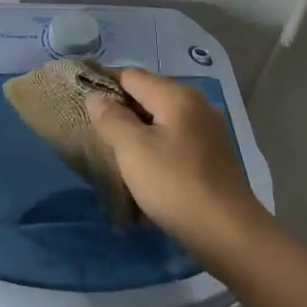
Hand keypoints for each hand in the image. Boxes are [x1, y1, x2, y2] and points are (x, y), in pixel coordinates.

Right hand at [88, 69, 268, 254]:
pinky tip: (143, 166)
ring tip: (113, 149)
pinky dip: (155, 145)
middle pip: (148, 94)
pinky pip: (175, 139)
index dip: (104, 84)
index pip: (131, 75)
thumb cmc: (174, 184)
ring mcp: (207, 131)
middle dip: (120, 108)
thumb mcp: (133, 150)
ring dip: (137, 129)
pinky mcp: (211, 156)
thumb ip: (111, 118)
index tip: (79, 100)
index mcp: (177, 96)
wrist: (227, 231)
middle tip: (92, 129)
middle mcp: (196, 105)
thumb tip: (96, 97)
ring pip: (162, 119)